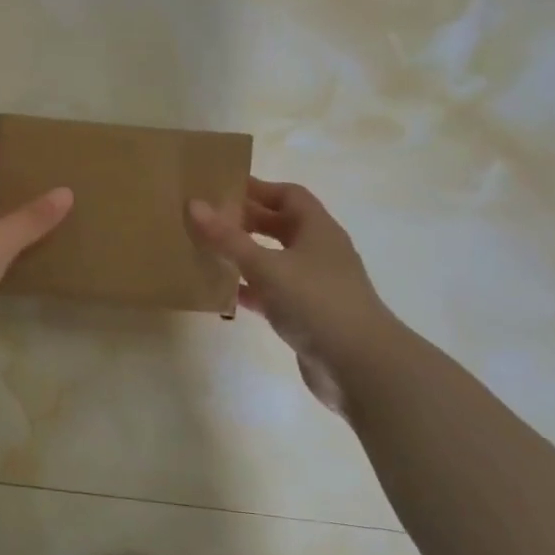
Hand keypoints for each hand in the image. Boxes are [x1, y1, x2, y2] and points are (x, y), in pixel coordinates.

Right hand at [188, 178, 396, 411]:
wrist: (360, 367)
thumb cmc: (316, 302)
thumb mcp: (266, 266)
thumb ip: (228, 238)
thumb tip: (193, 204)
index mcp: (317, 229)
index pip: (288, 194)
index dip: (257, 188)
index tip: (221, 187)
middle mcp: (318, 251)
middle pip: (279, 225)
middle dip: (245, 220)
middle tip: (206, 219)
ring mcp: (314, 284)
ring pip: (273, 260)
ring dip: (244, 255)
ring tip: (206, 251)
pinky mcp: (306, 314)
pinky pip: (271, 292)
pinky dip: (249, 289)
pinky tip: (221, 292)